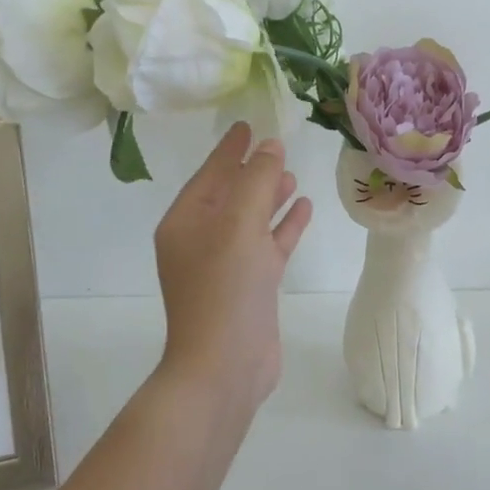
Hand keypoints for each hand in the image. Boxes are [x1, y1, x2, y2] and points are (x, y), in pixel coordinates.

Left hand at [153, 122, 313, 408]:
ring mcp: (226, 265)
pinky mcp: (250, 285)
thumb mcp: (239, 224)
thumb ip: (257, 181)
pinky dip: (284, 226)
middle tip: (279, 145)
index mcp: (186, 221)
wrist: (225, 366)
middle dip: (253, 171)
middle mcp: (202, 239)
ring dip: (270, 196)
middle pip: (230, 193)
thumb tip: (271, 145)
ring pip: (251, 219)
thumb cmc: (225, 288)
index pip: (210, 173)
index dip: (230, 148)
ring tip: (293, 174)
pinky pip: (267, 244)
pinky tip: (304, 208)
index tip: (248, 124)